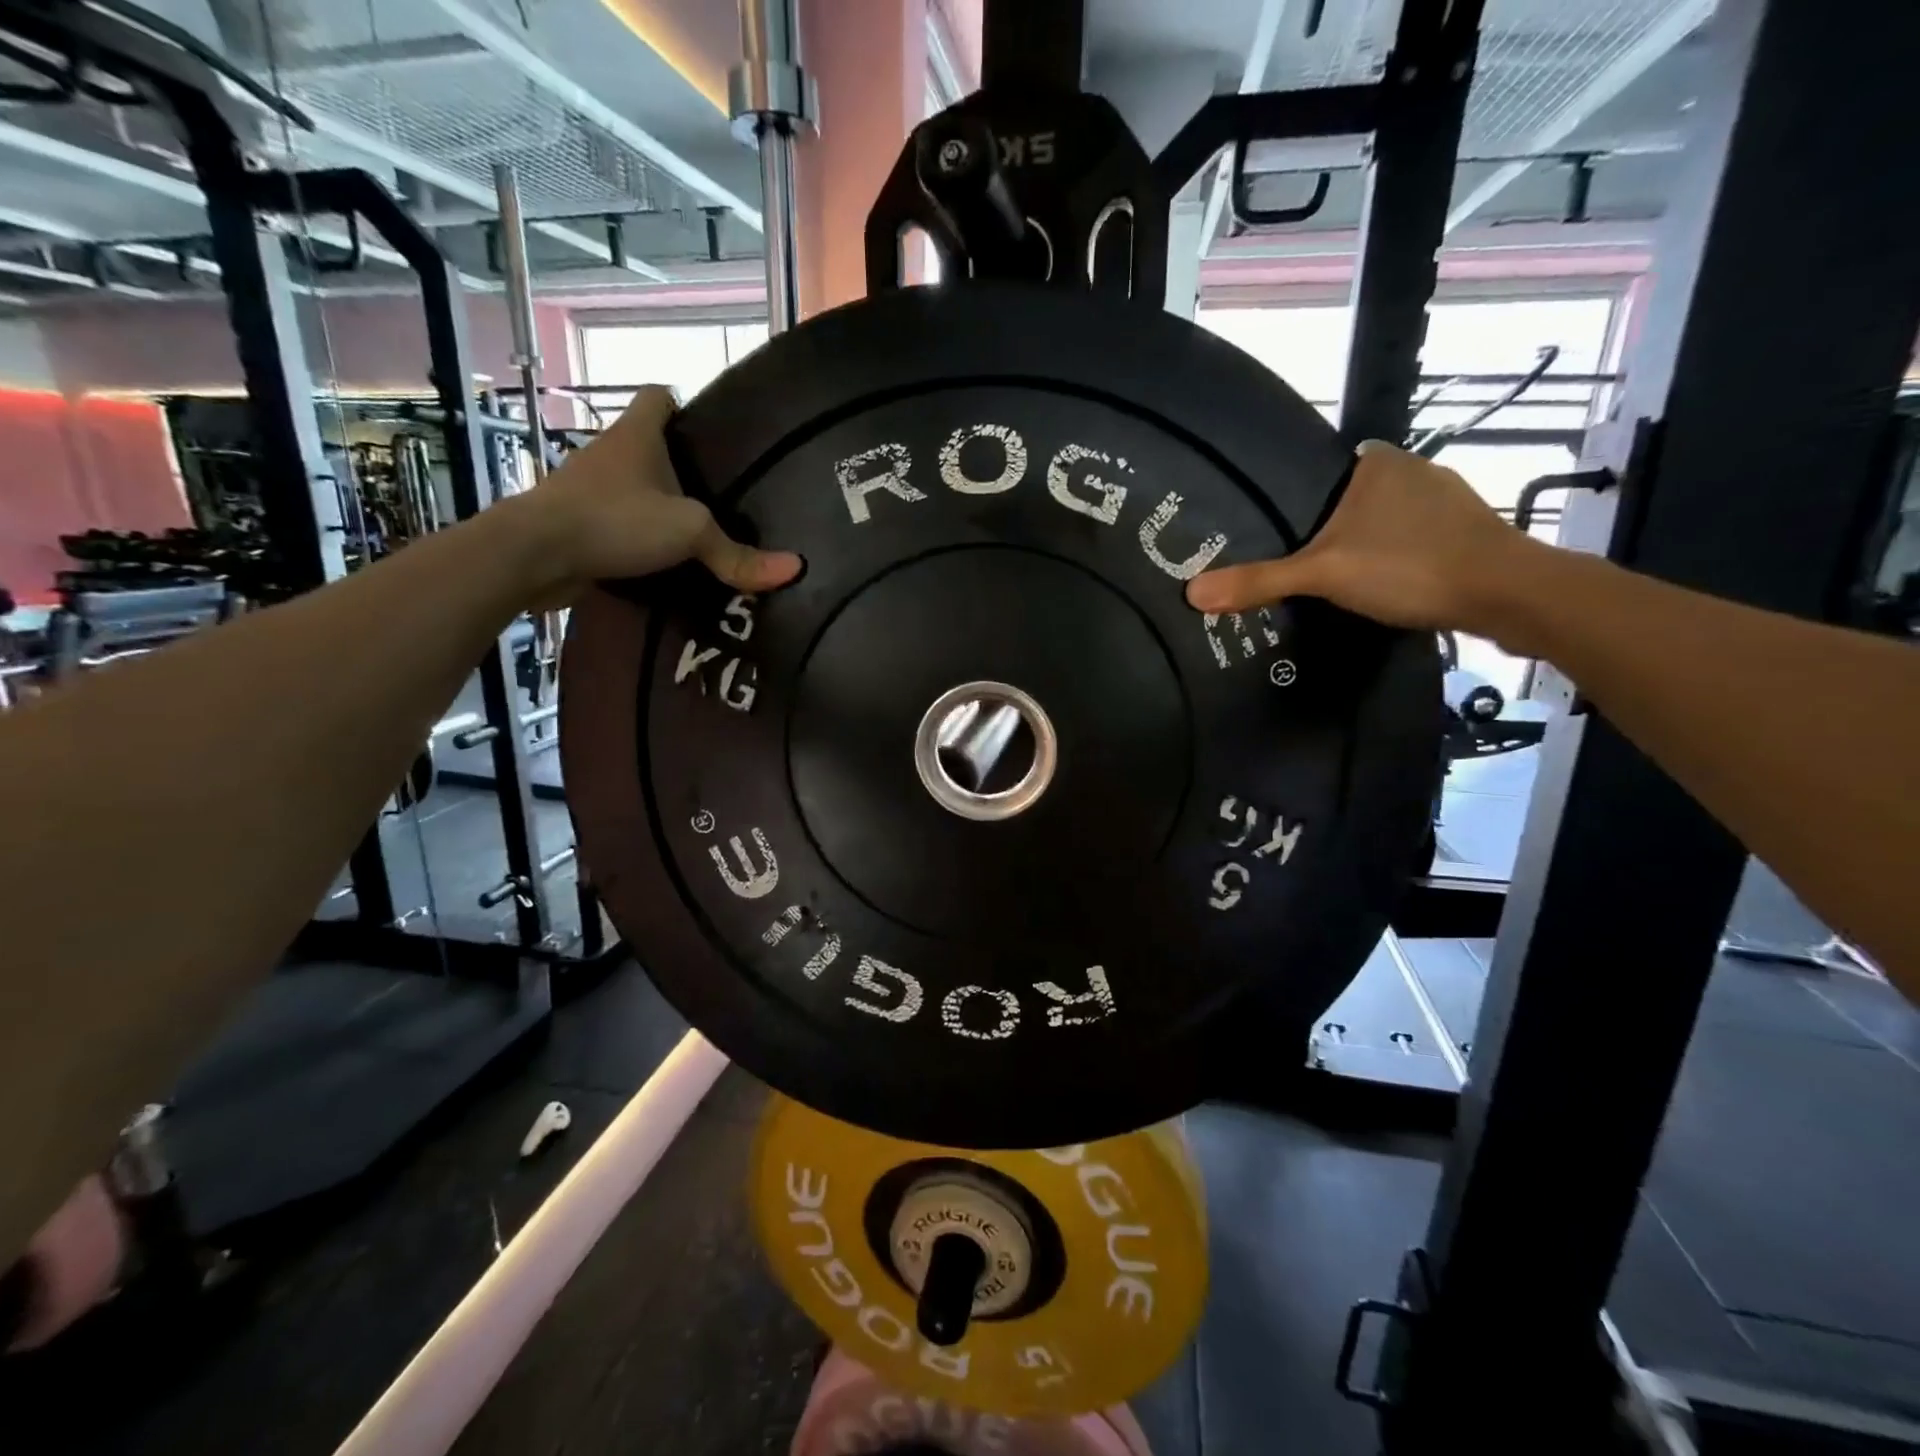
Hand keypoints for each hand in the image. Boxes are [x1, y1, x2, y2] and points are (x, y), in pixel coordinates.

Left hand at [515, 385, 801, 598]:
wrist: (534, 555)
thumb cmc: (614, 520)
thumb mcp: (689, 532)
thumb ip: (737, 553)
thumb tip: (795, 570)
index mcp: (636, 436)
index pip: (659, 397)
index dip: (685, 406)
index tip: (712, 435)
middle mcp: (609, 454)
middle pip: (650, 447)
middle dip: (681, 467)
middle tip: (723, 495)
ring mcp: (589, 490)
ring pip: (633, 489)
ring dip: (658, 507)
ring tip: (700, 533)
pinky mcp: (578, 526)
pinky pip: (618, 525)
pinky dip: (638, 540)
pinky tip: (665, 564)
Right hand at [1185, 439, 1536, 634]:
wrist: (1508, 595)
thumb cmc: (1409, 566)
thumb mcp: (1323, 574)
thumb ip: (1259, 581)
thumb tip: (1191, 593)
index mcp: (1378, 464)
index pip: (1326, 469)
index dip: (1302, 496)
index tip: (1279, 527)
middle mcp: (1415, 471)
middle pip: (1354, 497)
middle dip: (1331, 524)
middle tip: (1297, 560)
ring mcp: (1448, 502)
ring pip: (1387, 520)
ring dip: (1366, 543)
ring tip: (1335, 578)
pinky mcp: (1470, 534)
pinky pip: (1415, 540)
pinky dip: (1397, 559)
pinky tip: (1385, 585)